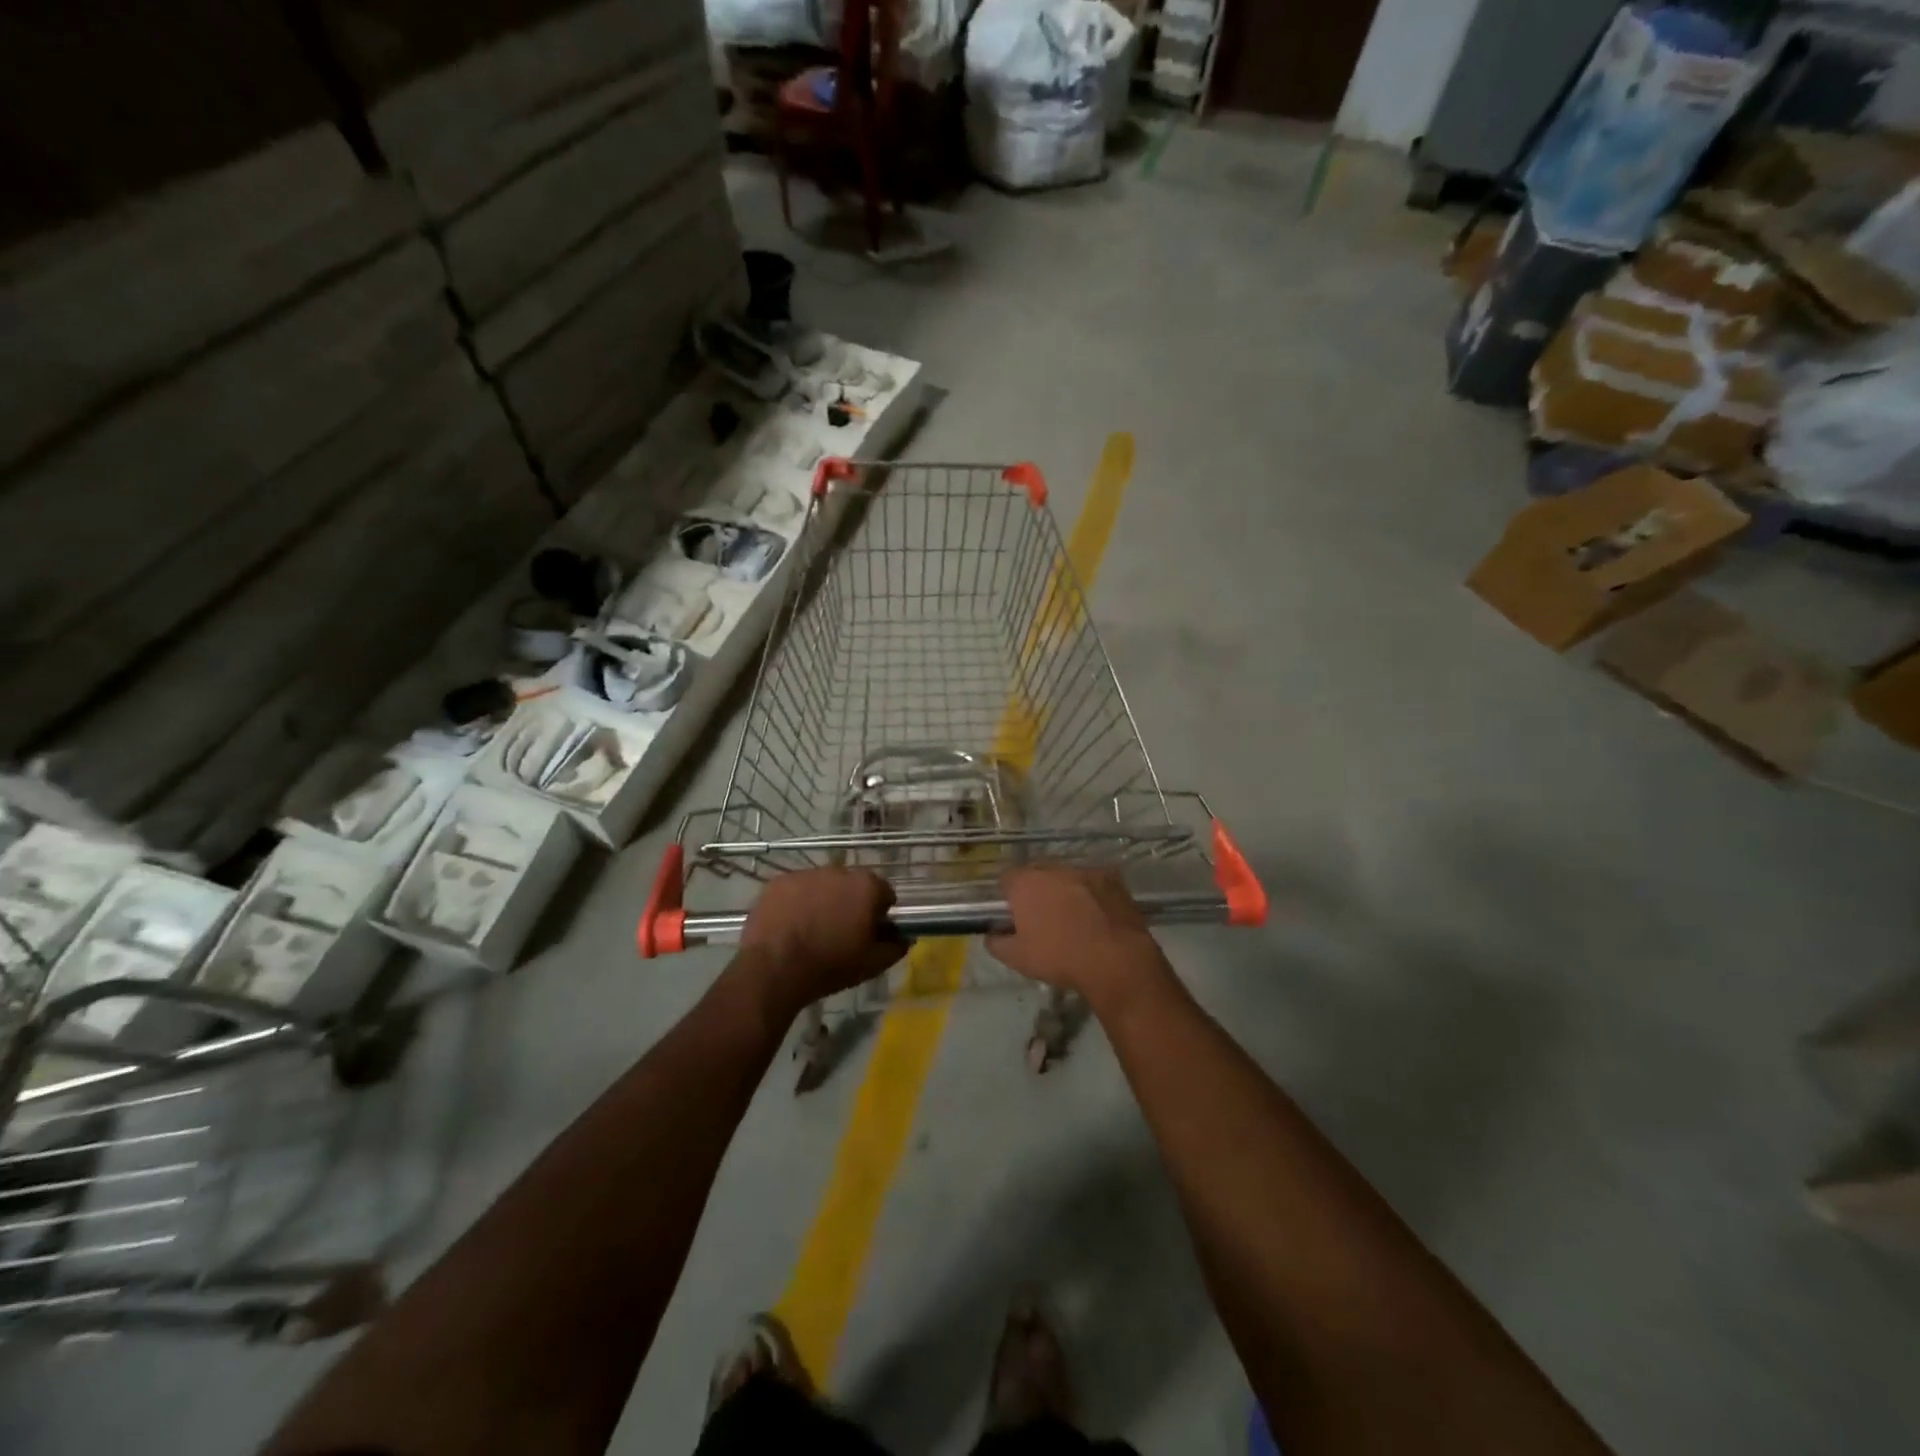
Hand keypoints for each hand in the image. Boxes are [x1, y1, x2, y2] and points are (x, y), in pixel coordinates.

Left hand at [737, 868, 904, 1013]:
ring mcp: (805, 874)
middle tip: (841, 932)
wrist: (774, 969)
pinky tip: (790, 926)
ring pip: (822, 886)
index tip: (871, 932)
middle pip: (852, 886)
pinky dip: (796, 902)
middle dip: (850, 903)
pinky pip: (795, 890)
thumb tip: (905, 937)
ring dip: (823, 900)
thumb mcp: (873, 964)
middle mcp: (838, 871)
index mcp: (866, 886)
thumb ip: (896, 946)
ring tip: (812, 930)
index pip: (884, 893)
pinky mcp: (778, 882)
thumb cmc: (830, 965)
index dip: (880, 913)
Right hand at [986, 866, 1169, 1006]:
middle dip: (1036, 890)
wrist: (1115, 960)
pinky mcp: (1112, 878)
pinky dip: (1091, 894)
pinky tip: (1097, 916)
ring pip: (1066, 876)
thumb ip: (996, 942)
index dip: (1008, 896)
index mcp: (1026, 883)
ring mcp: (1085, 870)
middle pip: (1037, 873)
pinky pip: (1093, 882)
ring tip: (1073, 917)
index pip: (1006, 878)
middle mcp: (1053, 868)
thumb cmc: (1059, 957)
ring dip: (1065, 890)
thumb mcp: (1017, 958)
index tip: (1013, 915)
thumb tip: (992, 934)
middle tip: (1042, 917)